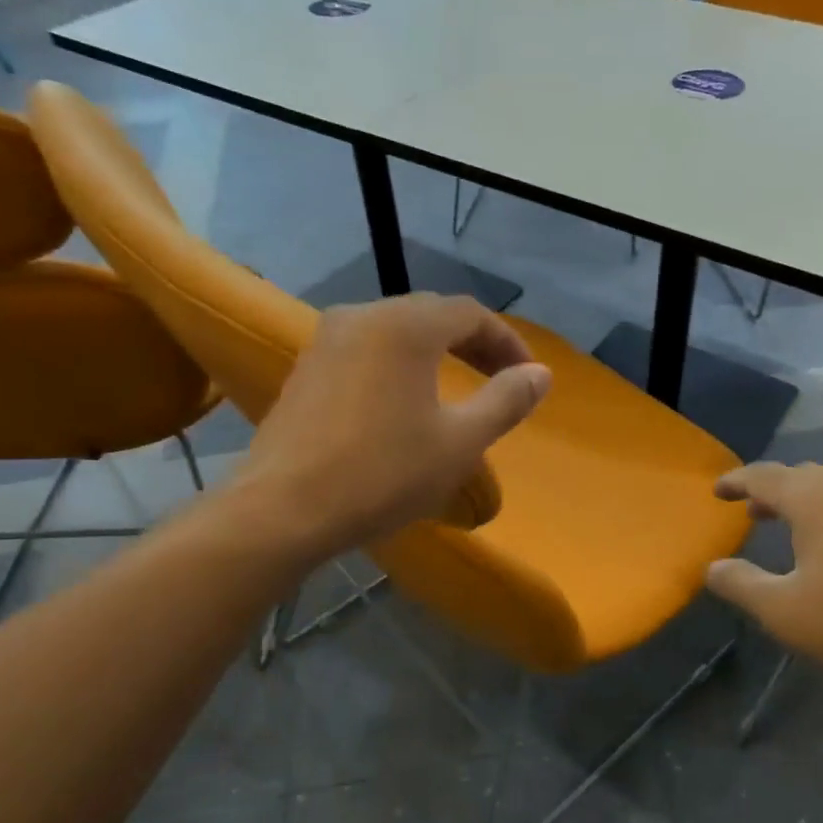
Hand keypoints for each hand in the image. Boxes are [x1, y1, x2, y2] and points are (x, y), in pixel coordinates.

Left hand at [234, 293, 551, 559]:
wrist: (283, 510)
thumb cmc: (383, 474)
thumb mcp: (461, 443)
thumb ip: (506, 401)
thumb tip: (540, 374)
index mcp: (406, 326)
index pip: (470, 313)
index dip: (506, 341)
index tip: (527, 375)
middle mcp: (363, 316)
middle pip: (431, 315)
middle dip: (472, 343)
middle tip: (499, 378)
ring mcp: (326, 340)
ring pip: (395, 332)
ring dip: (434, 352)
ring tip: (456, 388)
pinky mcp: (306, 369)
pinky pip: (365, 351)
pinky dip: (398, 365)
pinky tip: (403, 402)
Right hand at [704, 463, 822, 689]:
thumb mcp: (785, 612)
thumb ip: (742, 586)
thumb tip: (712, 568)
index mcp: (813, 498)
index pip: (763, 476)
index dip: (736, 481)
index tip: (718, 490)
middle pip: (804, 477)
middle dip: (775, 491)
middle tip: (756, 511)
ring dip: (814, 504)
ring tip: (803, 529)